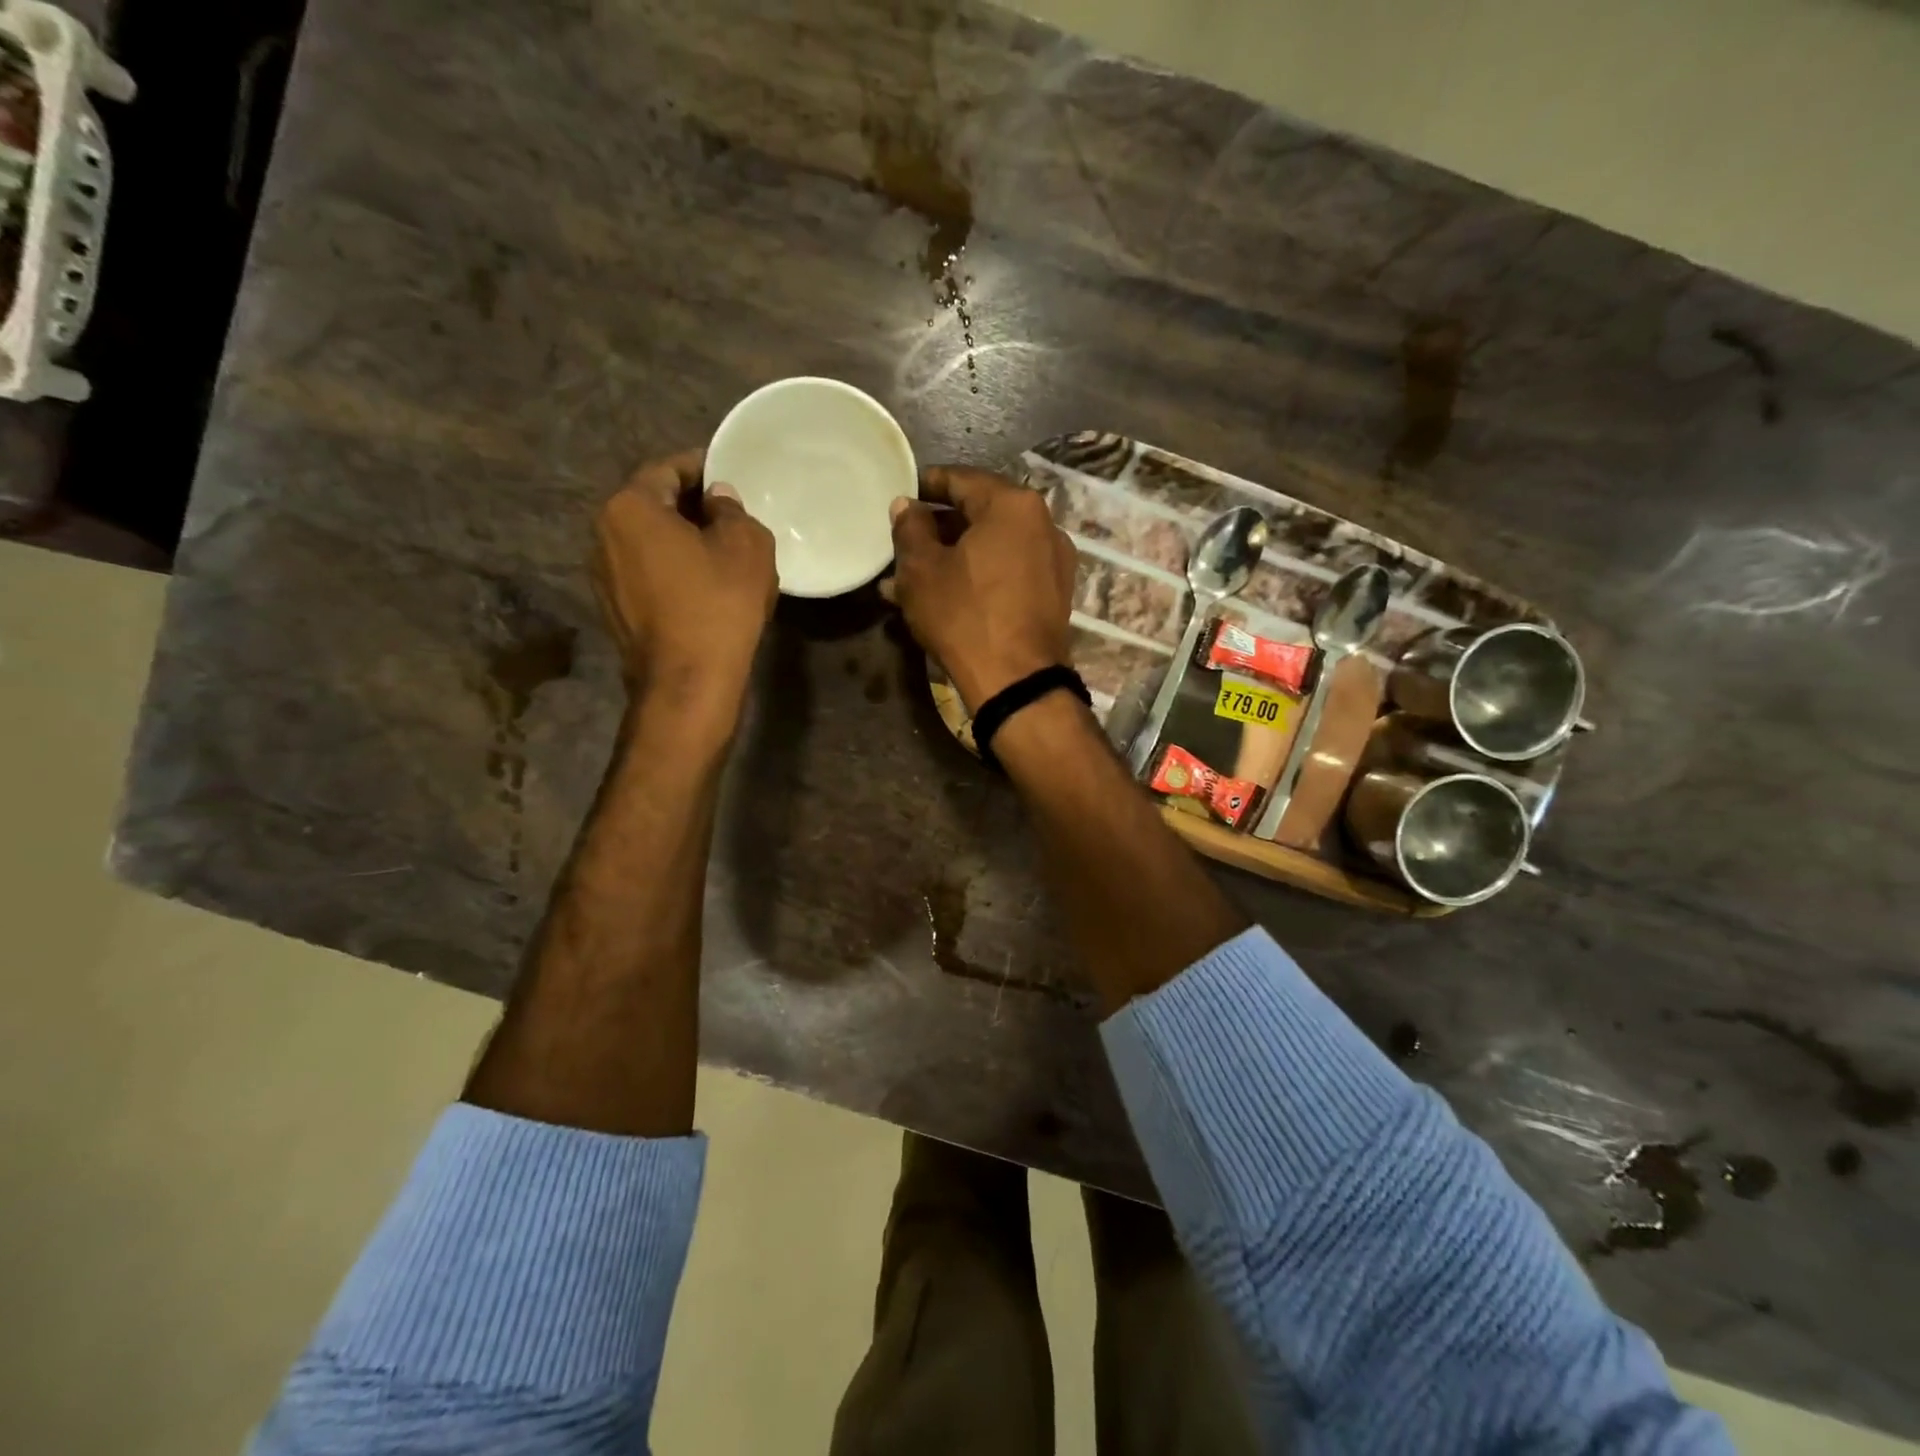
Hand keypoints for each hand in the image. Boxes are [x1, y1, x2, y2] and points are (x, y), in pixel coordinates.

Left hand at [593, 450, 775, 726]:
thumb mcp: (746, 545)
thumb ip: (732, 510)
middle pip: (652, 506)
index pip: (667, 470)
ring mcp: (603, 575)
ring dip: (680, 541)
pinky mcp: (613, 609)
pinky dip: (671, 570)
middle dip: (691, 507)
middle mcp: (603, 534)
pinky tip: (701, 588)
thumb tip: (717, 500)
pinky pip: (646, 574)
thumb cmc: (719, 604)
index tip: (730, 475)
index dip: (702, 468)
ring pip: (648, 542)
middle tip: (731, 516)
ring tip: (719, 554)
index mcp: (630, 507)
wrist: (688, 682)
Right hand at [884, 465, 1075, 710]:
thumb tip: (906, 506)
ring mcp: (1053, 560)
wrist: (1017, 682)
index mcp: (1012, 505)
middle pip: (980, 514)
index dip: (926, 485)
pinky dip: (978, 576)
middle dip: (938, 529)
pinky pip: (1008, 571)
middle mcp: (1042, 524)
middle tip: (904, 542)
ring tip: (913, 577)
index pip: (961, 480)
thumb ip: (910, 529)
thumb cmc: (965, 616)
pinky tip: (947, 595)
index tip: (903, 495)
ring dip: (954, 557)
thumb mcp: (921, 571)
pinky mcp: (1054, 594)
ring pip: (992, 547)